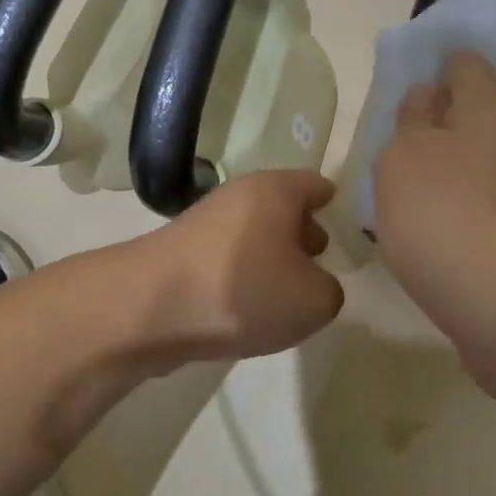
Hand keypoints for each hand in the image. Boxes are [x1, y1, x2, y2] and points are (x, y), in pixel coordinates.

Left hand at [128, 170, 344, 365]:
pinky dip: (240, 277)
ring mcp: (204, 224)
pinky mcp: (179, 255)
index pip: (316, 185)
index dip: (334, 204)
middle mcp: (238, 197)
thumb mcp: (314, 301)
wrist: (149, 310)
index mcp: (276, 190)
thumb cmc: (244, 291)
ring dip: (270, 258)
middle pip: (281, 208)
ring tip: (285, 294)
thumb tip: (314, 287)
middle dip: (302, 231)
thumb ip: (329, 291)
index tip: (346, 225)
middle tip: (320, 259)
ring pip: (252, 235)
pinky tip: (246, 309)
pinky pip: (226, 260)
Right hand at [374, 53, 495, 411]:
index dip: (437, 67)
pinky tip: (426, 242)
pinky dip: (458, 224)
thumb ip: (410, 123)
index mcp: (488, 111)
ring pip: (478, 175)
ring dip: (446, 180)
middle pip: (474, 122)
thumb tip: (426, 101)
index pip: (465, 66)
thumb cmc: (450, 216)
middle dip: (437, 130)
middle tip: (392, 148)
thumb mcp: (406, 157)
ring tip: (398, 199)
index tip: (408, 82)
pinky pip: (483, 222)